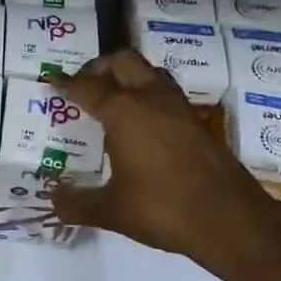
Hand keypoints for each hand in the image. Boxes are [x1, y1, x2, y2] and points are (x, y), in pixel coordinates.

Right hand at [49, 50, 280, 280]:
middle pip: (122, 62)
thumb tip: (53, 199)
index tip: (51, 80)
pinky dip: (148, 93)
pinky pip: (166, 92)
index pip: (87, 87)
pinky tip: (143, 121)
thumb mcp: (111, 211)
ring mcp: (178, 108)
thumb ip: (76, 203)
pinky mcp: (197, 122)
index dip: (65, 83)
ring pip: (149, 71)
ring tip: (112, 98)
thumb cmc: (162, 209)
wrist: (229, 219)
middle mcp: (151, 99)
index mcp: (124, 112)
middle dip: (98, 68)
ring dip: (127, 75)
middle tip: (83, 86)